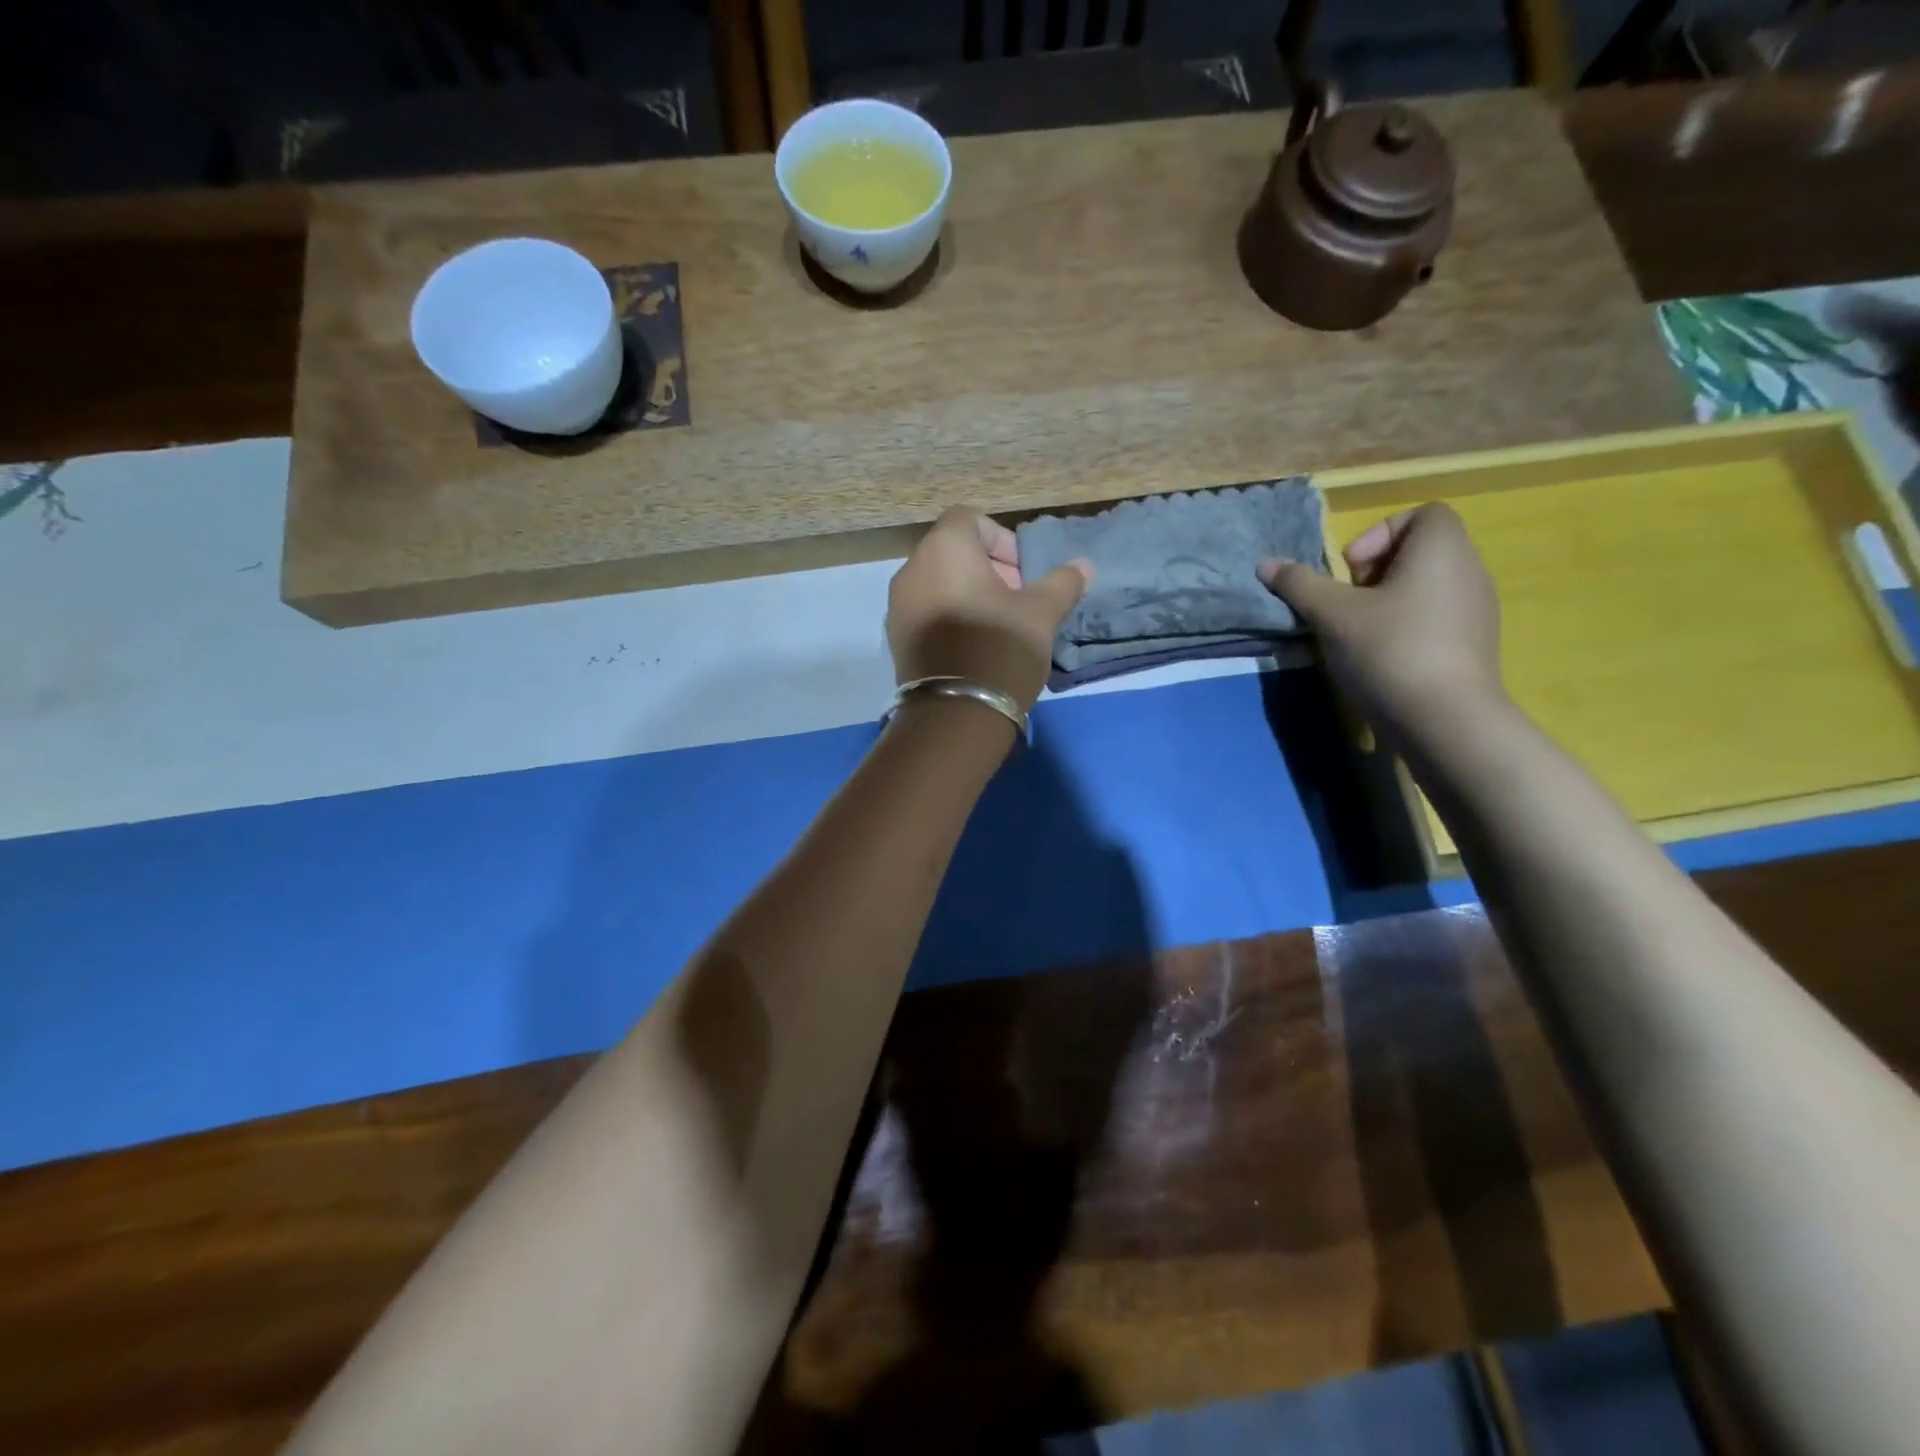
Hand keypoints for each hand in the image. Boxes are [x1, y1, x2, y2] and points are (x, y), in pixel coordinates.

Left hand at [886, 508, 1092, 710]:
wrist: (956, 713)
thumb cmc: (1000, 647)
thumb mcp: (1041, 613)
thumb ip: (1062, 583)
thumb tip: (1084, 566)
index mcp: (944, 549)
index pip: (969, 518)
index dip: (1001, 539)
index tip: (1022, 573)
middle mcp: (911, 569)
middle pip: (951, 551)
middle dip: (987, 569)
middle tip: (1016, 600)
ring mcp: (898, 605)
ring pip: (937, 583)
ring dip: (968, 593)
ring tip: (997, 626)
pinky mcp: (896, 638)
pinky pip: (925, 611)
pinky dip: (948, 616)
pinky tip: (973, 646)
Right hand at [1258, 503, 1504, 745]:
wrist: (1445, 720)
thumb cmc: (1389, 650)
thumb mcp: (1332, 615)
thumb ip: (1299, 585)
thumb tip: (1266, 564)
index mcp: (1442, 549)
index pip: (1421, 514)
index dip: (1379, 534)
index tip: (1351, 572)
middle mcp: (1469, 569)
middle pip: (1420, 551)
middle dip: (1376, 571)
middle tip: (1349, 603)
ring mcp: (1478, 609)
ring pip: (1427, 586)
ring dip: (1388, 601)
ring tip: (1361, 634)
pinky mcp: (1475, 644)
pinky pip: (1437, 617)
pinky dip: (1408, 626)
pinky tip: (1383, 658)